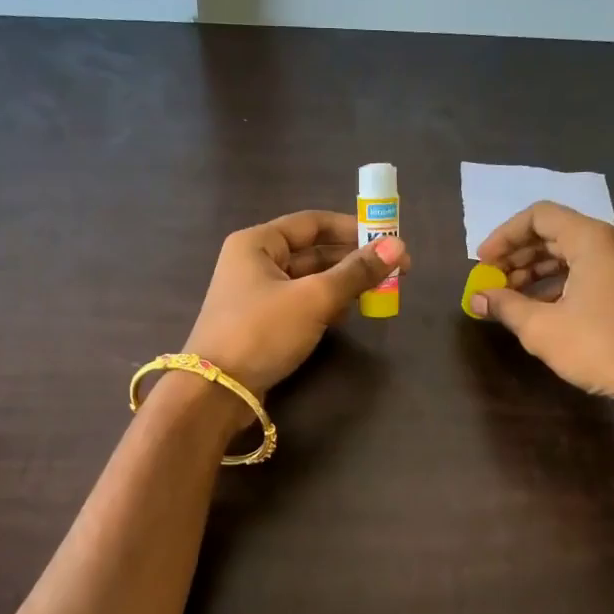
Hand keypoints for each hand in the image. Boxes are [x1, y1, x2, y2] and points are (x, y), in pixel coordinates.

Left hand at [184, 210, 409, 394]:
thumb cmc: (262, 332)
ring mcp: (255, 294)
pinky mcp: (260, 323)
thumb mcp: (314, 298)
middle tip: (394, 271)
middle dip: (352, 259)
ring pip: (308, 279)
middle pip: (312, 250)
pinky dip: (325, 304)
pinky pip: (300, 303)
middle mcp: (254, 261)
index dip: (353, 228)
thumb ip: (356, 272)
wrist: (216, 391)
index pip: (313, 222)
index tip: (388, 240)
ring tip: (378, 292)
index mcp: (258, 242)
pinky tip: (348, 314)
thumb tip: (398, 246)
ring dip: (342, 283)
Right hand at [471, 201, 613, 397]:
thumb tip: (476, 298)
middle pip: (555, 233)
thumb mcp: (542, 328)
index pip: (539, 216)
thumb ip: (505, 306)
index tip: (482, 263)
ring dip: (536, 272)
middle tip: (492, 282)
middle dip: (518, 256)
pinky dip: (559, 284)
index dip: (504, 236)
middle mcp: (612, 243)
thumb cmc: (598, 346)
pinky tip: (540, 309)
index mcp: (592, 240)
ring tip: (510, 299)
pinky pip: (589, 272)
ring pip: (571, 255)